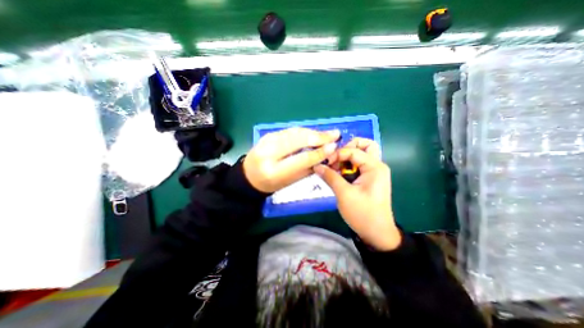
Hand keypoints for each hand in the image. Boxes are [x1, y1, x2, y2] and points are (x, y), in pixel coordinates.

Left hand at [244, 126, 340, 193]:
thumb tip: (325, 155)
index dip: (319, 152)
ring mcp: (267, 141)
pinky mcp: (268, 135)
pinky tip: (313, 133)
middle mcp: (269, 153)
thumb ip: (307, 168)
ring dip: (313, 132)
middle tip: (335, 134)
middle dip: (319, 137)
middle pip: (298, 140)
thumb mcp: (290, 181)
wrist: (249, 176)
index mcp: (274, 171)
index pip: (301, 159)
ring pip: (294, 132)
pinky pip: (289, 131)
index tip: (334, 146)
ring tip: (327, 134)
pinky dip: (303, 131)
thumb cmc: (272, 184)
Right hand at [315, 138, 401, 250]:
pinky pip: (358, 165)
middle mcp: (377, 166)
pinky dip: (347, 165)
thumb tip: (317, 165)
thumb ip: (330, 177)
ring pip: (361, 154)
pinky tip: (338, 173)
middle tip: (335, 157)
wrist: (377, 234)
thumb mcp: (344, 194)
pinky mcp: (369, 179)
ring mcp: (374, 172)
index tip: (324, 162)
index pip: (354, 150)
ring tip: (334, 167)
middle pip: (364, 146)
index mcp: (375, 167)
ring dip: (347, 157)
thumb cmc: (363, 214)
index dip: (337, 154)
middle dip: (348, 148)